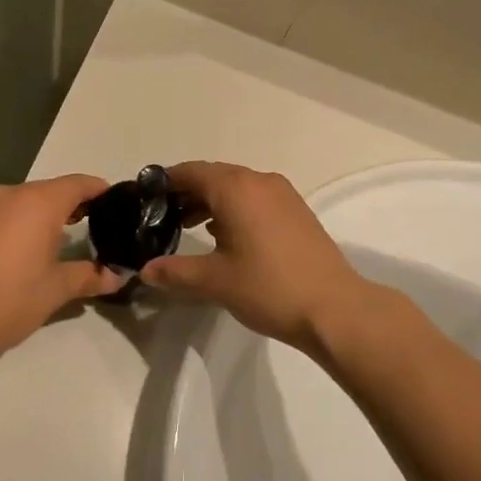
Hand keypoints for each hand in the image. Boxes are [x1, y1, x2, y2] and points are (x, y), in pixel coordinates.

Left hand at [0, 175, 122, 366]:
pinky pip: (1, 216)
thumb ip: (87, 277)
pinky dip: (18, 226)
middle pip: (49, 191)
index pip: (78, 184)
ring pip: (22, 203)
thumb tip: (115, 276)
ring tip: (59, 242)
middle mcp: (10, 195)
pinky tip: (21, 253)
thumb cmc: (6, 299)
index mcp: (38, 202)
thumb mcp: (54, 291)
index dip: (100, 190)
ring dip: (42, 217)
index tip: (116, 203)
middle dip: (72, 206)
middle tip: (94, 227)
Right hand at [139, 162, 392, 353]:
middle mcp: (259, 182)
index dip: (167, 181)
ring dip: (212, 201)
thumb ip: (176, 271)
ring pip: (237, 186)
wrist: (335, 308)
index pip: (192, 172)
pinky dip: (235, 208)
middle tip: (163, 215)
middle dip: (188, 192)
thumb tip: (145, 270)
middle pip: (215, 176)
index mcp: (236, 188)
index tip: (146, 197)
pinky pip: (256, 197)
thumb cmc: (269, 288)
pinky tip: (226, 235)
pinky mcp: (297, 211)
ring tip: (189, 226)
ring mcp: (283, 195)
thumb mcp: (215, 281)